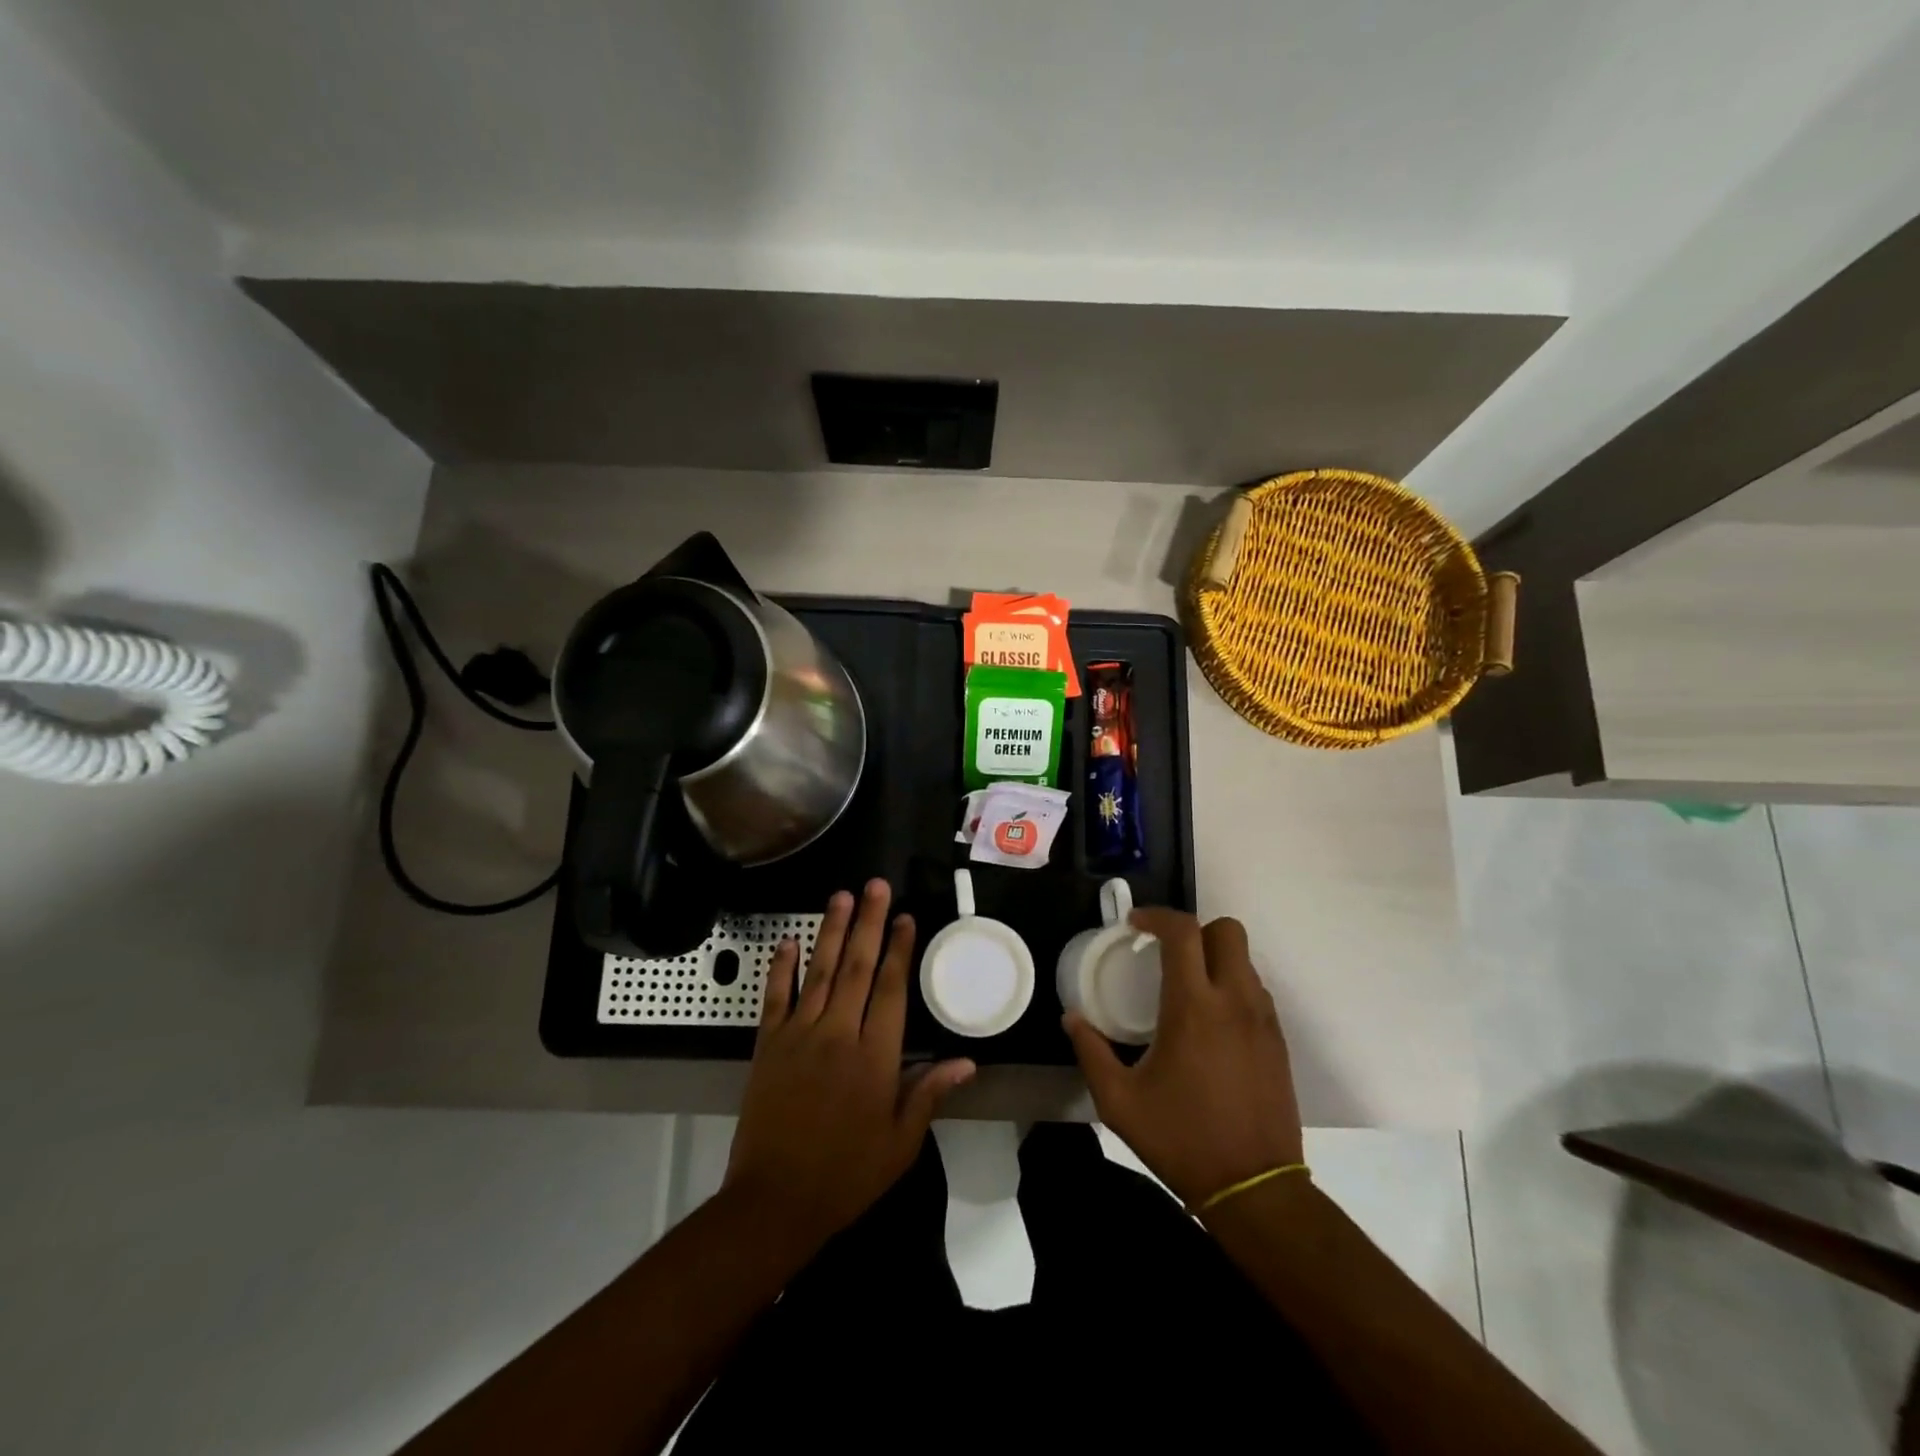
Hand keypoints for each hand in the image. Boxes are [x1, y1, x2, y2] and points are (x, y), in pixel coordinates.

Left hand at [726, 880, 975, 1247]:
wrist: (774, 1202)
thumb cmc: (847, 1174)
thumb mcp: (900, 1143)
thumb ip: (929, 1093)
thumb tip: (967, 1061)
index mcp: (875, 1056)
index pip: (890, 989)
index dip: (899, 950)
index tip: (905, 917)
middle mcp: (838, 1034)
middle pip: (856, 967)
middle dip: (868, 923)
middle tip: (875, 885)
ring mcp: (799, 1036)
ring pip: (819, 972)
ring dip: (830, 931)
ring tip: (841, 896)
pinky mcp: (767, 1046)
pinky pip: (774, 998)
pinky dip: (780, 968)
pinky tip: (788, 941)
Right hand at [1064, 908, 1303, 1207]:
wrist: (1255, 1189)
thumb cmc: (1182, 1139)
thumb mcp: (1119, 1102)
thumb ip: (1091, 1052)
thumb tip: (1072, 1018)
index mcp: (1193, 1007)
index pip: (1183, 932)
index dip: (1156, 916)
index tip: (1134, 925)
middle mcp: (1234, 1001)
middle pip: (1227, 930)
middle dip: (1194, 930)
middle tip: (1165, 953)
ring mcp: (1263, 1020)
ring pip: (1244, 959)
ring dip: (1213, 958)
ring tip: (1185, 988)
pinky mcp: (1278, 1041)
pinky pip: (1256, 990)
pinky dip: (1231, 986)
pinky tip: (1209, 1021)